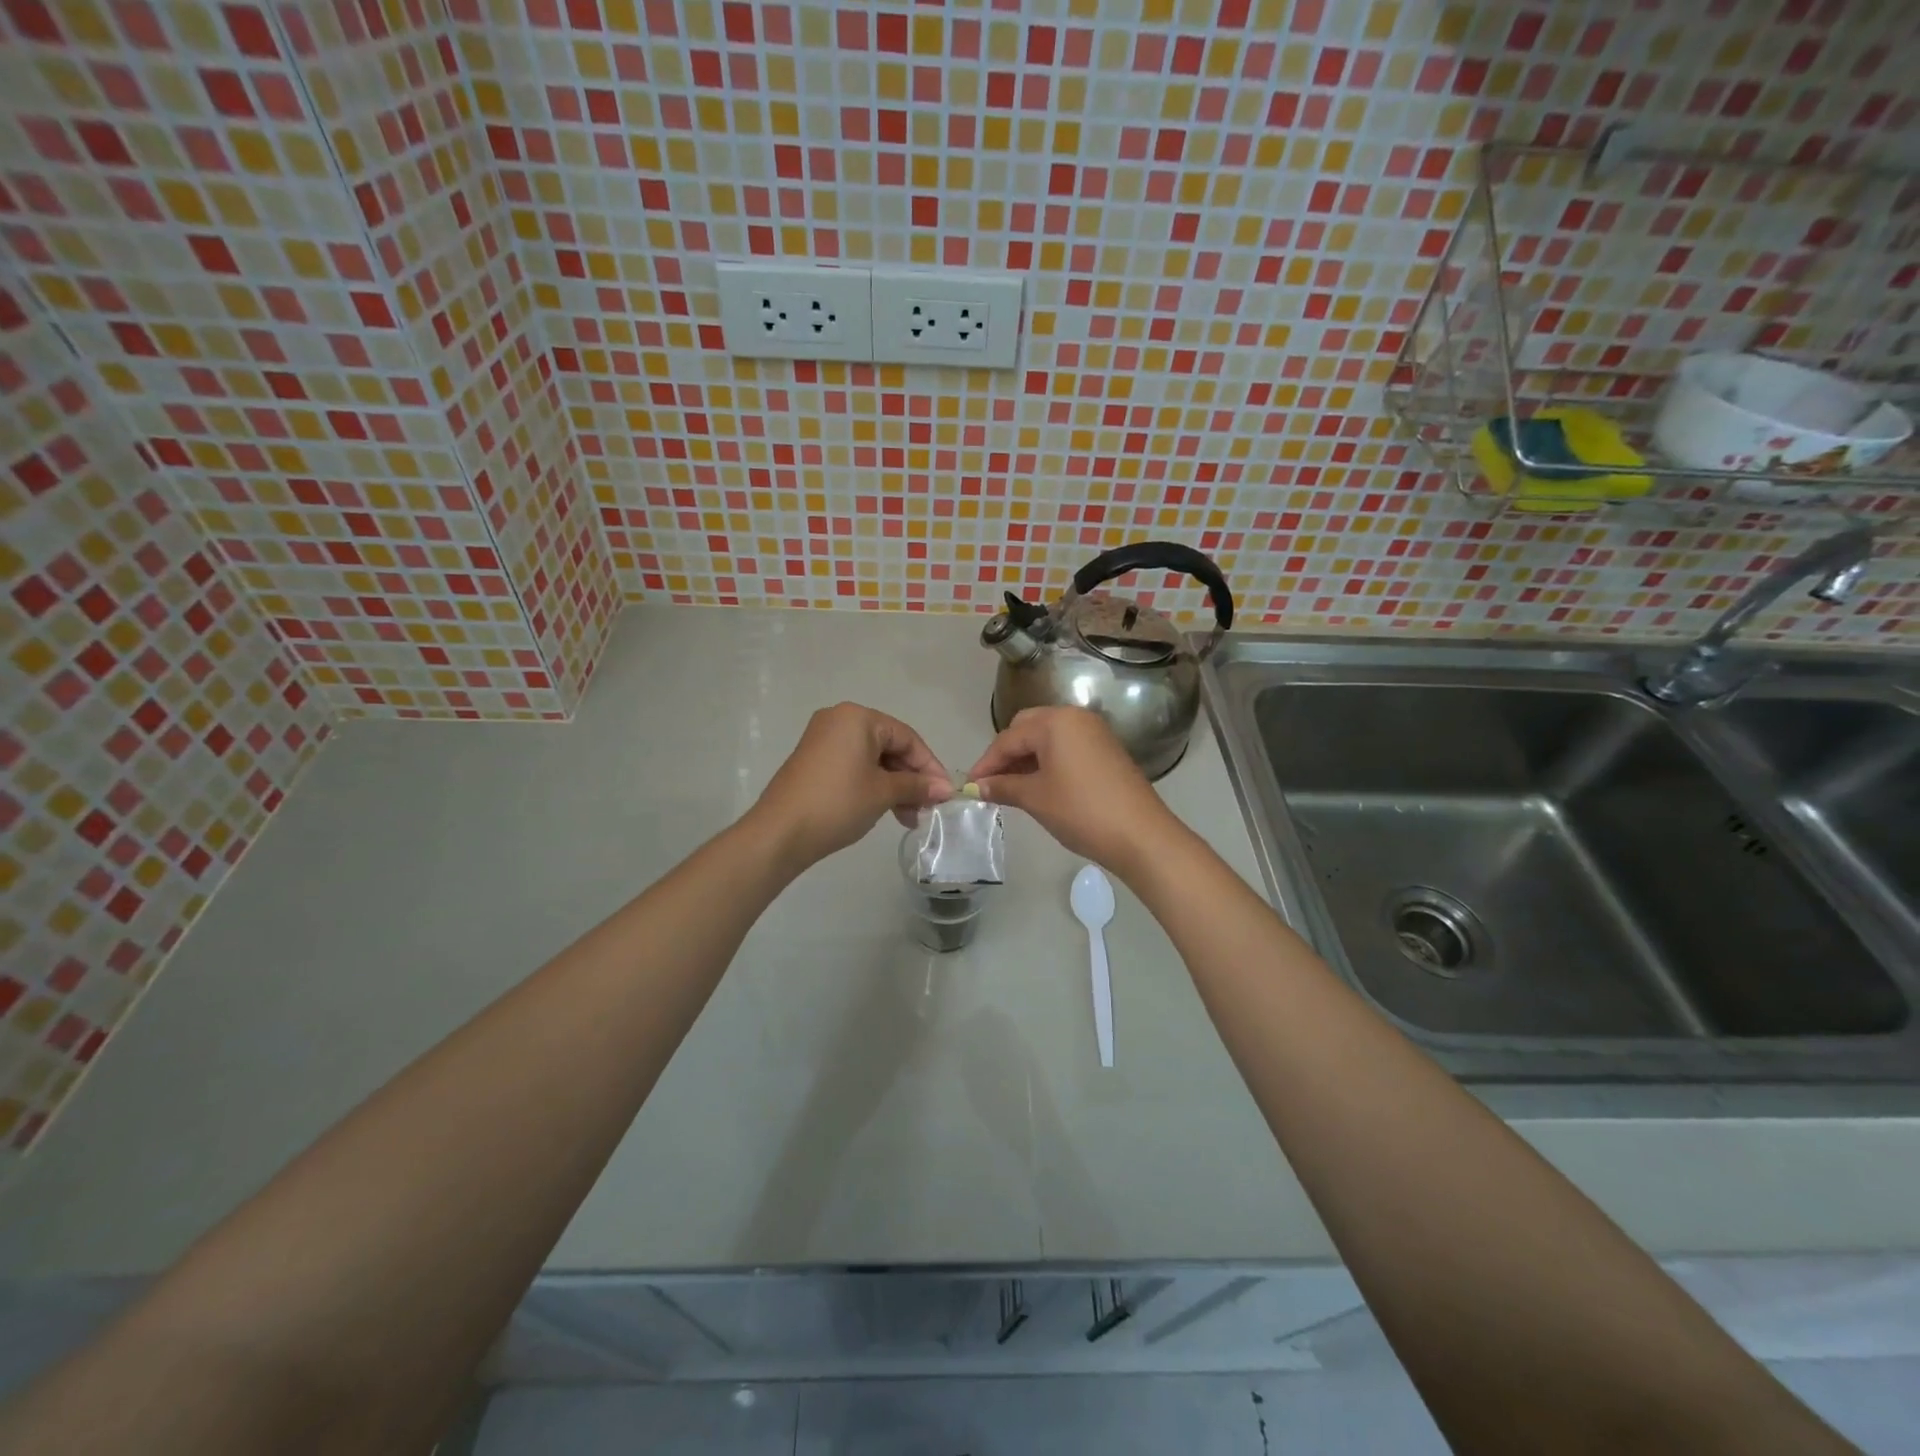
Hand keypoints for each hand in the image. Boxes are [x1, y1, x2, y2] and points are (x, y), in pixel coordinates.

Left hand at [748, 703, 952, 869]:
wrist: (780, 832)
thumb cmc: (838, 803)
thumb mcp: (883, 793)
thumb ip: (917, 786)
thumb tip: (945, 789)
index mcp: (858, 717)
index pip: (907, 737)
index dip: (930, 766)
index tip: (945, 793)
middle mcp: (839, 720)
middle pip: (890, 747)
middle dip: (911, 779)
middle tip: (927, 808)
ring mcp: (823, 739)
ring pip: (872, 759)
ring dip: (894, 786)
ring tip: (909, 818)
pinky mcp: (814, 760)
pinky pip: (854, 766)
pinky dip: (873, 785)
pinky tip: (887, 811)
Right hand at [966, 706, 1186, 877]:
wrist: (1140, 835)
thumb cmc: (1081, 811)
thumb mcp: (1035, 798)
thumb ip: (1002, 786)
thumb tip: (977, 786)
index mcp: (1055, 721)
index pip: (1008, 738)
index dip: (986, 763)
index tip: (969, 786)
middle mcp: (1075, 717)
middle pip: (1028, 728)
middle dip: (1006, 754)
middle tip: (991, 783)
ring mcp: (1094, 732)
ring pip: (1048, 738)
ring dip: (1026, 759)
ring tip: (1010, 789)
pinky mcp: (1106, 750)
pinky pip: (1066, 747)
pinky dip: (1047, 762)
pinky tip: (1038, 786)